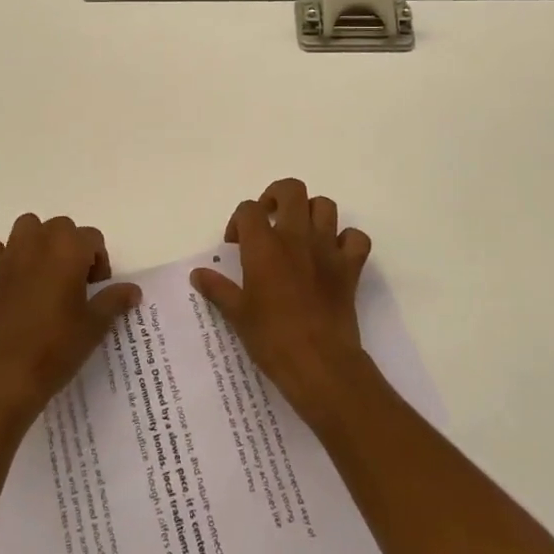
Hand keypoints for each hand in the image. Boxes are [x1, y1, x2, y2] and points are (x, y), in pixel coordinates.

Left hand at [0, 214, 141, 425]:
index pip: (93, 238)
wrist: (6, 376)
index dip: (99, 262)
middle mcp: (39, 241)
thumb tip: (133, 290)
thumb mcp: (95, 326)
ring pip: (27, 227)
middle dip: (71, 247)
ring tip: (44, 273)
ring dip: (38, 241)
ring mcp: (10, 254)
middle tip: (74, 284)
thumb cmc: (57, 348)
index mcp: (69, 249)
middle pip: (62, 227)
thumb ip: (115, 300)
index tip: (96, 290)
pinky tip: (7, 275)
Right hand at [191, 178, 373, 426]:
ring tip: (300, 233)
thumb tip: (197, 274)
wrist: (320, 364)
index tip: (235, 244)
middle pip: (291, 189)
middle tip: (269, 219)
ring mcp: (327, 249)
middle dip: (277, 196)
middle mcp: (296, 237)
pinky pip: (356, 238)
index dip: (239, 221)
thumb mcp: (237, 314)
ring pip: (325, 206)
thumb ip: (217, 288)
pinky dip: (347, 240)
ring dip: (312, 213)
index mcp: (264, 245)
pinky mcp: (350, 267)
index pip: (248, 209)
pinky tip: (334, 254)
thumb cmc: (272, 338)